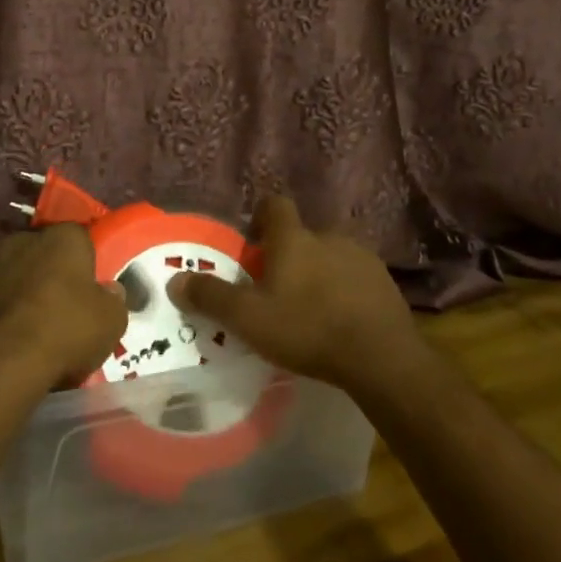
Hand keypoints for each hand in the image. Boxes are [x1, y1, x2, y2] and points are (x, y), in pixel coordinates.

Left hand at [0, 224, 126, 388]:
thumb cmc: (65, 332)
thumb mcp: (111, 322)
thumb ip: (113, 300)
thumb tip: (109, 292)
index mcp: (63, 238)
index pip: (80, 238)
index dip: (86, 263)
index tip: (89, 289)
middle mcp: (22, 240)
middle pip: (42, 252)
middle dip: (49, 273)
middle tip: (60, 306)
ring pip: (11, 274)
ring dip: (19, 291)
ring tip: (28, 327)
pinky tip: (4, 340)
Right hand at [170, 196, 424, 392]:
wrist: (379, 356)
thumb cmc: (306, 328)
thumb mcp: (249, 319)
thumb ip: (211, 297)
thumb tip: (175, 280)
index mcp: (293, 238)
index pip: (274, 205)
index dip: (261, 218)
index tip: (253, 244)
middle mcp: (328, 236)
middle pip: (302, 235)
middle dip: (289, 255)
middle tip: (277, 289)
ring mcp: (361, 256)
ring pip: (331, 255)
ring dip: (319, 272)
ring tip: (311, 308)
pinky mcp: (385, 280)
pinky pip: (356, 276)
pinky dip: (345, 290)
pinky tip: (342, 320)